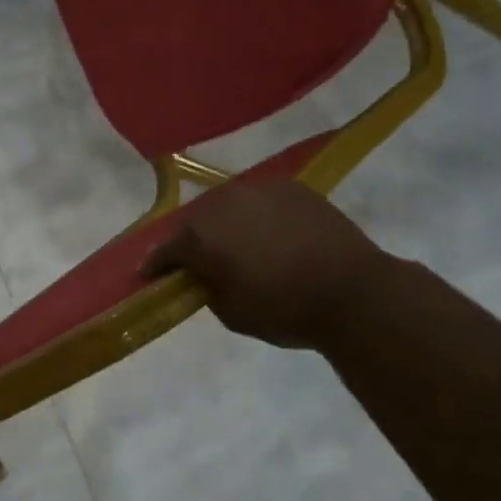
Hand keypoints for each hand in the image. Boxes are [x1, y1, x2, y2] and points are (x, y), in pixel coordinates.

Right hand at [141, 181, 384, 348]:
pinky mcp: (291, 188)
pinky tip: (272, 234)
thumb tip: (205, 274)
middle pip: (195, 220)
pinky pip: (262, 201)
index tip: (148, 275)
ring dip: (226, 223)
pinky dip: (259, 216)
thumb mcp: (230, 313)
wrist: (352, 292)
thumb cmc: (284, 310)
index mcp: (200, 236)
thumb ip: (207, 288)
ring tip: (237, 243)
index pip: (165, 250)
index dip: (155, 265)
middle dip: (192, 240)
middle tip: (199, 259)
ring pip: (229, 205)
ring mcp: (258, 190)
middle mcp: (222, 203)